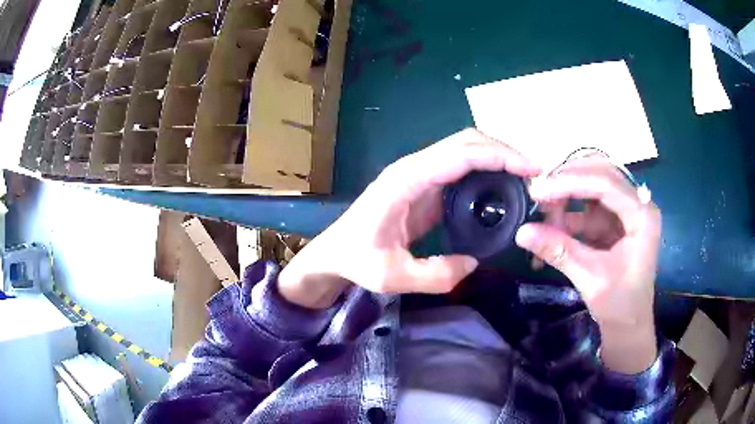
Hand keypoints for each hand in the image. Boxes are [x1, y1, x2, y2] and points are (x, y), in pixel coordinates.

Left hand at [278, 128, 540, 308]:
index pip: (460, 154)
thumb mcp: (392, 277)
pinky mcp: (425, 184)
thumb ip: (436, 275)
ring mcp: (420, 173)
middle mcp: (414, 168)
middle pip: (465, 141)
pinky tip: (503, 188)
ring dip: (497, 156)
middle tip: (535, 173)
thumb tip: (473, 262)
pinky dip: (486, 169)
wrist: (335, 250)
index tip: (531, 168)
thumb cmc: (357, 260)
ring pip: (465, 149)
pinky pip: (461, 167)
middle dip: (503, 150)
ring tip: (526, 178)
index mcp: (406, 181)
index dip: (499, 155)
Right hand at [515, 155, 660, 373]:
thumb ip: (559, 251)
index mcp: (642, 215)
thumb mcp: (590, 278)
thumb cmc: (620, 305)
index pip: (606, 183)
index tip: (539, 191)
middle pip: (600, 174)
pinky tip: (552, 227)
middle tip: (539, 192)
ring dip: (566, 196)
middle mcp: (636, 205)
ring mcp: (625, 212)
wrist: (629, 325)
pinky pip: (587, 207)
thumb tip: (521, 232)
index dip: (571, 182)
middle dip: (568, 181)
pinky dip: (568, 215)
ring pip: (592, 186)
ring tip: (543, 212)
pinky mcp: (614, 222)